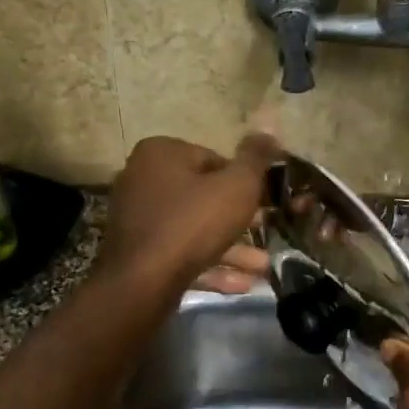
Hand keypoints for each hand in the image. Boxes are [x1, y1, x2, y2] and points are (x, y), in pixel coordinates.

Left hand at [97, 133, 279, 294]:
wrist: (142, 283)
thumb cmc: (193, 223)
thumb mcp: (237, 186)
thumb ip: (255, 158)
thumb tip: (270, 125)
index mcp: (161, 153)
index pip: (213, 159)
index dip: (243, 182)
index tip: (263, 202)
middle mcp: (142, 179)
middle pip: (204, 196)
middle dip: (240, 219)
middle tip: (267, 231)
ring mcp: (138, 219)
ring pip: (195, 230)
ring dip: (232, 248)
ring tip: (263, 266)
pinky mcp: (139, 253)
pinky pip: (181, 254)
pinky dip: (210, 266)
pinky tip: (242, 284)